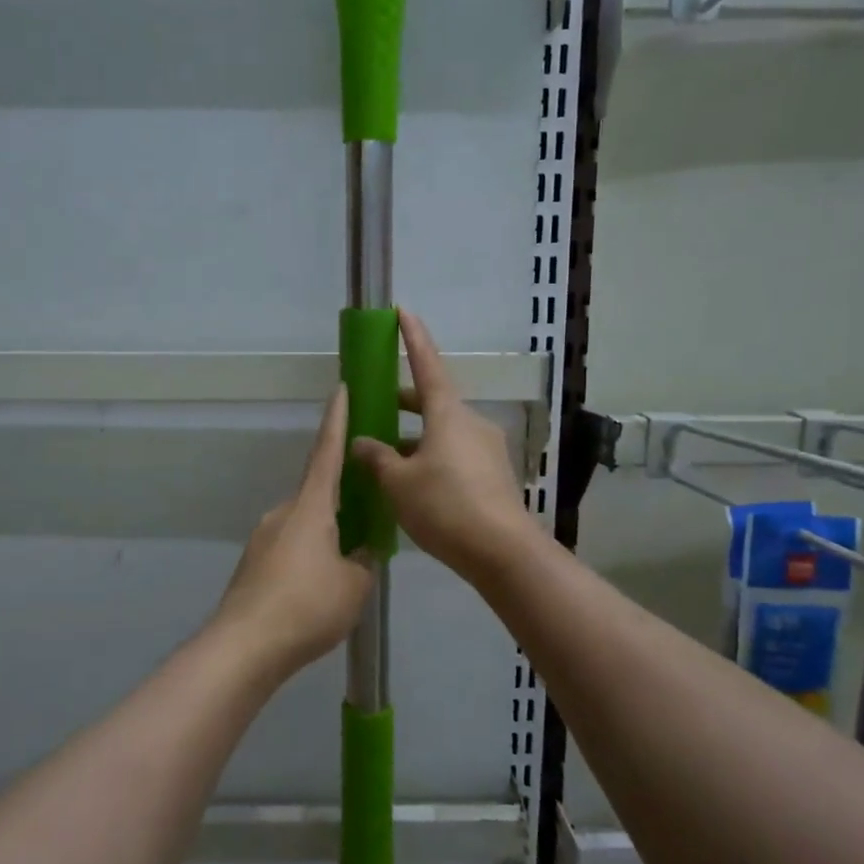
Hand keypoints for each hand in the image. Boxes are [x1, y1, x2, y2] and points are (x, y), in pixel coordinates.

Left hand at [211, 387, 373, 679]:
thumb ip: (363, 562)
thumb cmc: (307, 606)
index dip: (337, 420)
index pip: (327, 452)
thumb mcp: (354, 585)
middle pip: (318, 494)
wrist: (244, 647)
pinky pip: (291, 548)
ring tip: (350, 561)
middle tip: (370, 510)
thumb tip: (359, 553)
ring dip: (328, 534)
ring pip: (306, 525)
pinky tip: (321, 587)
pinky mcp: (254, 565)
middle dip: (344, 498)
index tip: (340, 389)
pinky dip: (310, 556)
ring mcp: (264, 539)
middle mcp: (283, 513)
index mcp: (310, 507)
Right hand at [351, 309, 537, 581]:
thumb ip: (376, 458)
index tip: (403, 311)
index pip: (427, 365)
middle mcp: (471, 423)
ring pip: (444, 432)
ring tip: (386, 458)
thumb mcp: (398, 483)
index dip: (413, 338)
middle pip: (434, 402)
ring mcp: (486, 450)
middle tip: (378, 408)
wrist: (502, 552)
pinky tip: (413, 486)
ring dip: (416, 437)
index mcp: (448, 414)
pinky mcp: (494, 476)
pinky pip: (455, 456)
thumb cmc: (445, 506)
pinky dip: (431, 459)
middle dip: (405, 402)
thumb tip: (361, 442)